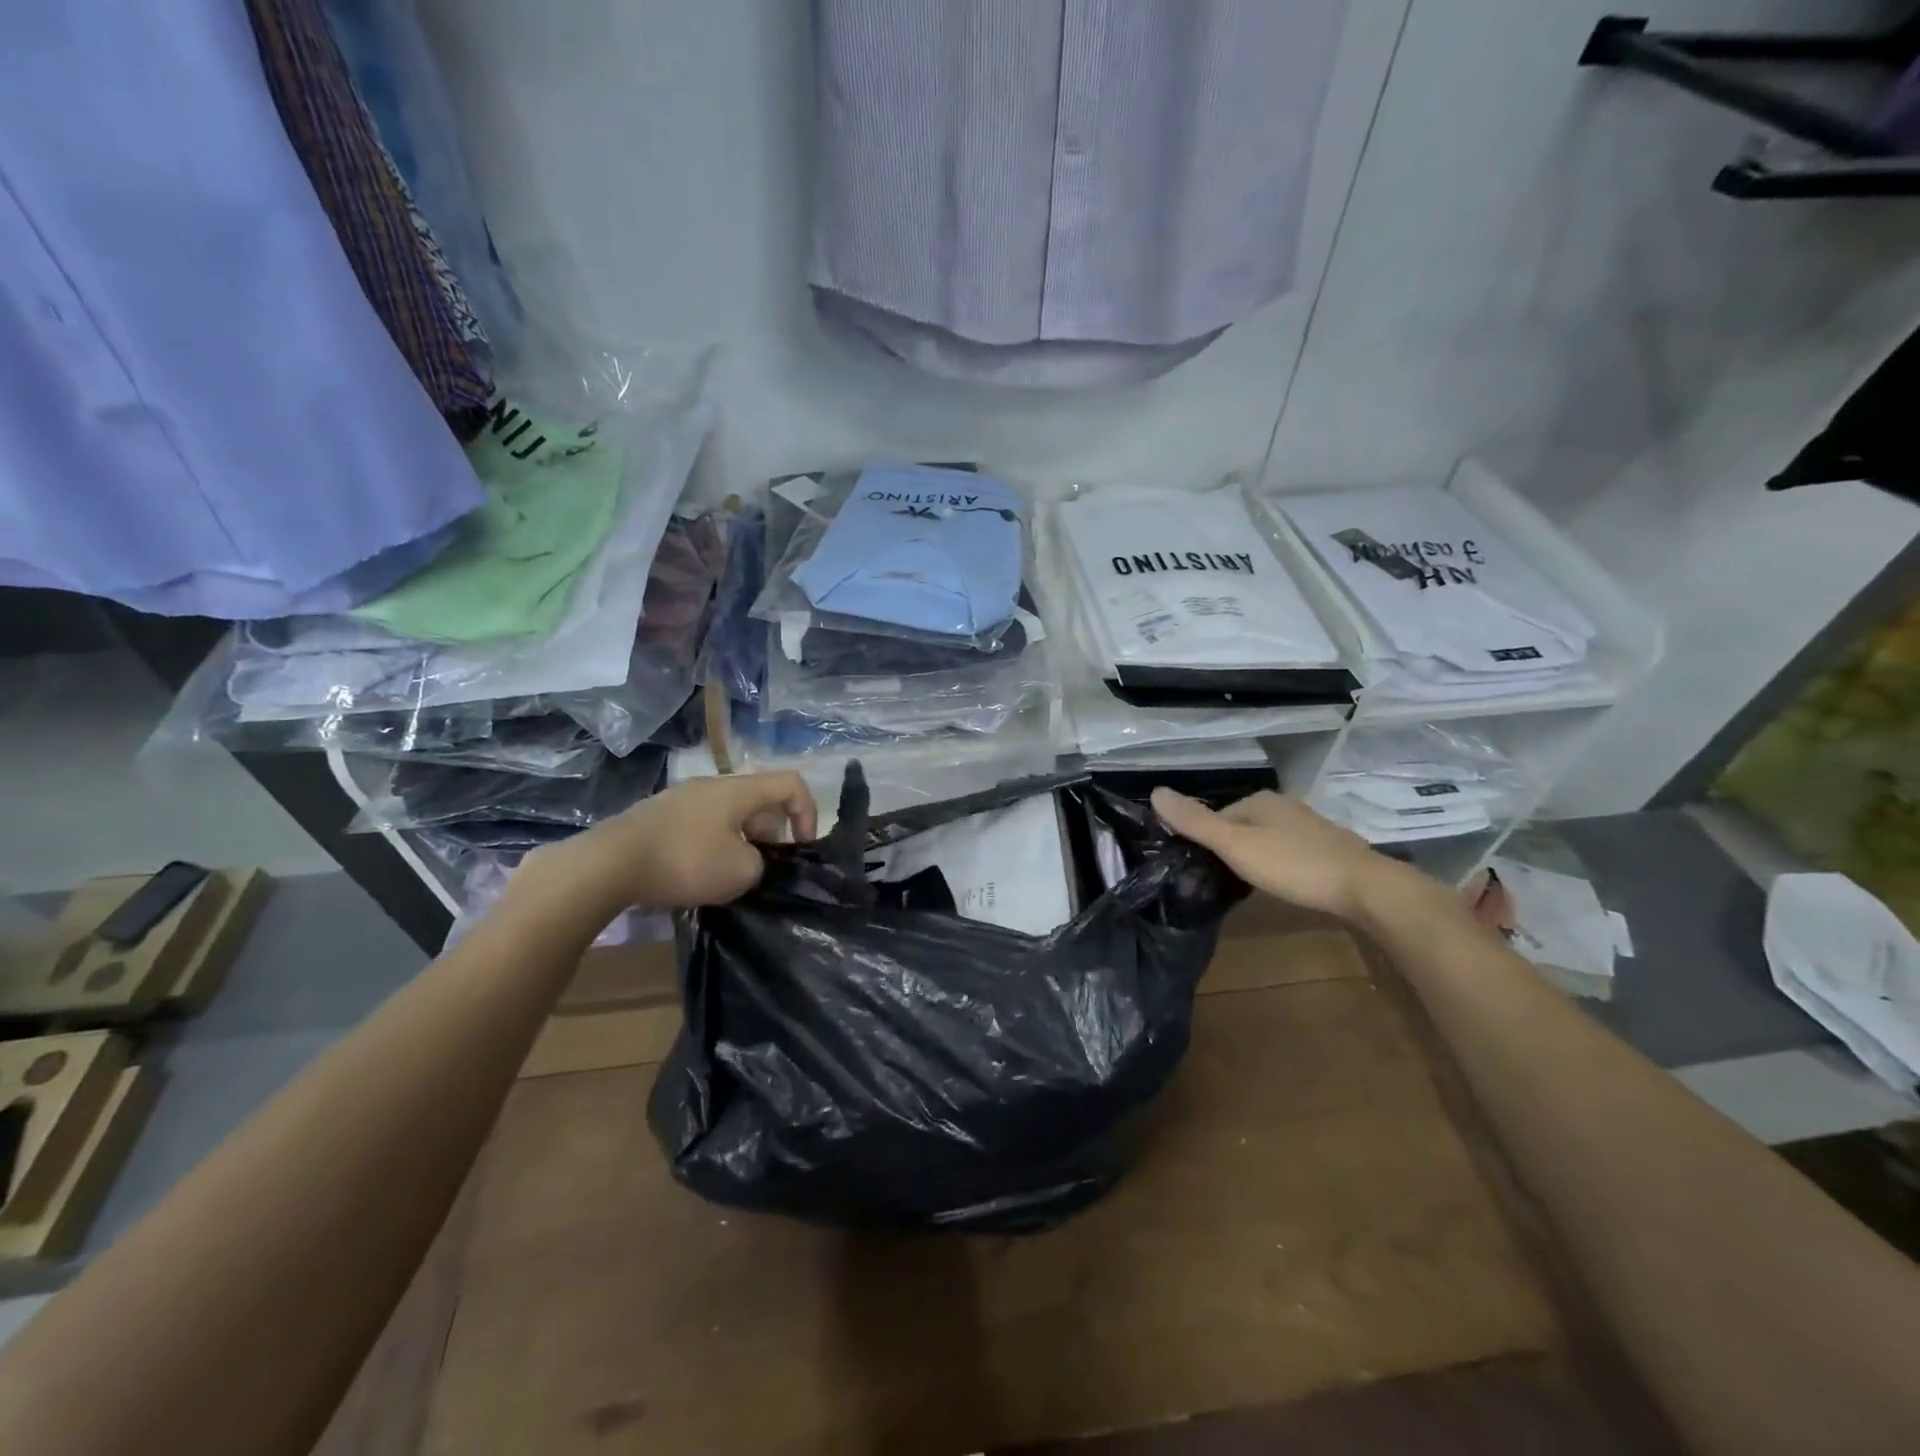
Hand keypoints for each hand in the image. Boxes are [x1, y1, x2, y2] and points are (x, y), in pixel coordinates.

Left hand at [520, 773, 818, 917]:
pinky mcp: (657, 818)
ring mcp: (680, 799)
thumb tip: (748, 860)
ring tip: (731, 876)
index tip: (801, 848)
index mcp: (738, 790)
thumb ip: (760, 863)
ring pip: (729, 814)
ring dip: (741, 842)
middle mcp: (711, 786)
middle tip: (764, 868)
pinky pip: (701, 825)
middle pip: (759, 800)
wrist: (607, 865)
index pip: (791, 783)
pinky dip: (712, 845)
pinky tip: (698, 875)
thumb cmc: (684, 861)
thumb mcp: (741, 872)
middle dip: (772, 833)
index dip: (808, 813)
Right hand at [1150, 788, 1407, 922]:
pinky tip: (1283, 883)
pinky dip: (1278, 864)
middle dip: (1229, 849)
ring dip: (1254, 857)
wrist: (1365, 887)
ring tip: (1249, 885)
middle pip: (1241, 826)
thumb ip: (1195, 822)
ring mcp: (1309, 826)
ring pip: (1266, 839)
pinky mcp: (1328, 848)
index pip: (1216, 816)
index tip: (1200, 870)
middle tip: (1222, 881)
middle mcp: (1284, 805)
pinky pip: (1289, 852)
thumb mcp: (1235, 845)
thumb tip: (1155, 792)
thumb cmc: (1293, 864)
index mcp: (1259, 800)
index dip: (1205, 842)